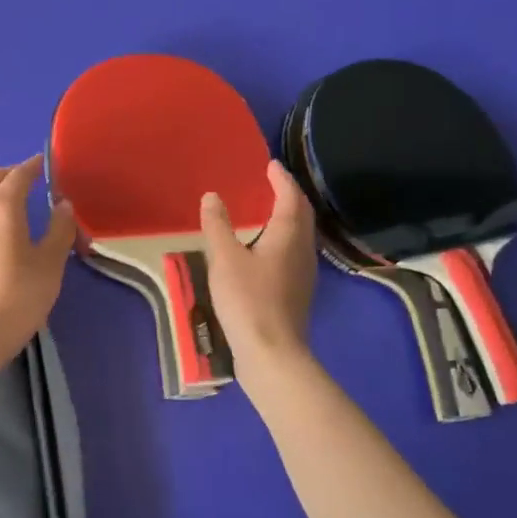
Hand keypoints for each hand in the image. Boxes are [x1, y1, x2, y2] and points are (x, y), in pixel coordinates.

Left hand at [0, 156, 76, 355]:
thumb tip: (63, 205)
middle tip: (32, 179)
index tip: (46, 163)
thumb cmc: (20, 295)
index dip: (33, 166)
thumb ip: (60, 228)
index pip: (18, 175)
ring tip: (19, 202)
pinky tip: (3, 228)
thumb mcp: (51, 262)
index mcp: (2, 207)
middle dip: (11, 174)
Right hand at [200, 160, 317, 369]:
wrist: (272, 352)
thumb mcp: (224, 259)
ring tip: (266, 210)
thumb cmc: (248, 300)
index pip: (291, 198)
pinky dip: (282, 238)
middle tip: (271, 183)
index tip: (270, 165)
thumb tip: (212, 196)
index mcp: (288, 236)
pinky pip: (294, 252)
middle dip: (288, 195)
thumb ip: (218, 225)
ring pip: (300, 235)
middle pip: (302, 215)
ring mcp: (303, 273)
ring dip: (287, 217)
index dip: (282, 179)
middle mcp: (303, 250)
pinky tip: (265, 248)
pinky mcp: (297, 292)